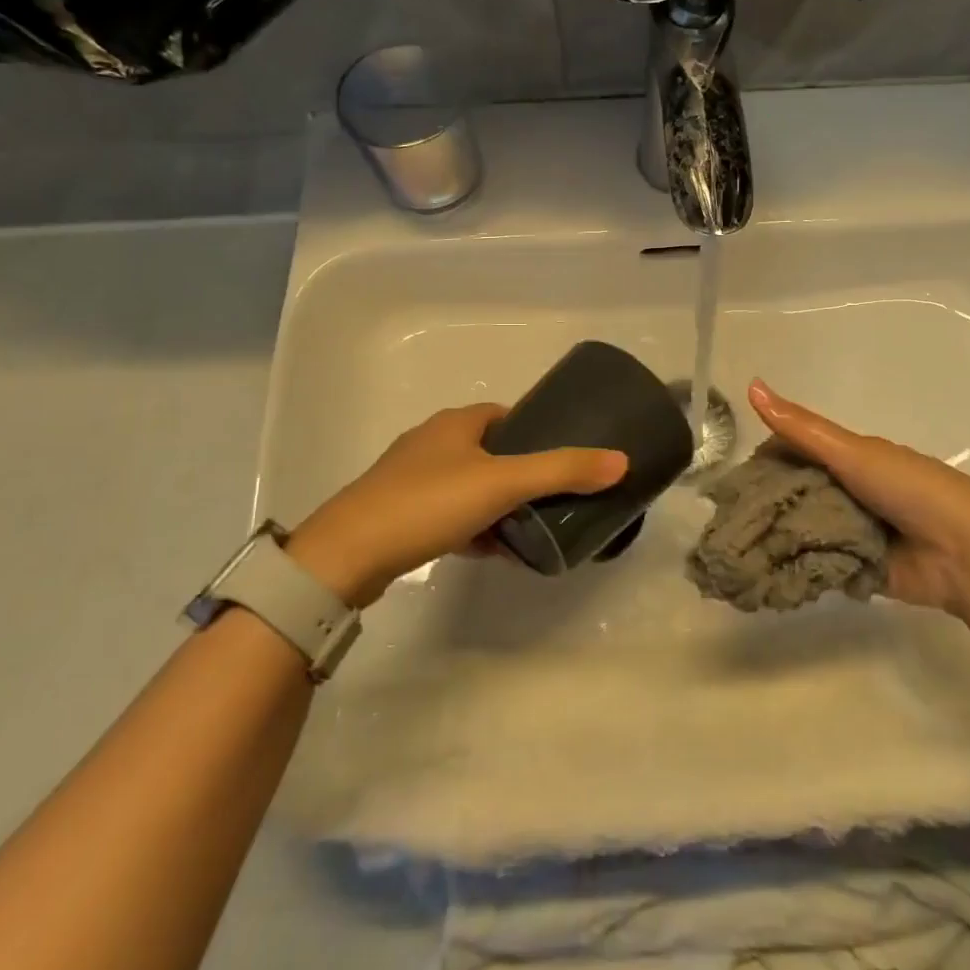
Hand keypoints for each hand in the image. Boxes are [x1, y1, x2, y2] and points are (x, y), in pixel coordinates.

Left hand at [284, 405, 626, 606]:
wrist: (348, 554)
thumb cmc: (430, 502)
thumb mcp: (504, 483)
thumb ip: (562, 470)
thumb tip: (621, 460)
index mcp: (455, 423)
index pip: (505, 415)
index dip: (535, 432)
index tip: (562, 460)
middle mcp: (432, 443)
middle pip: (490, 453)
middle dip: (520, 475)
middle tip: (551, 501)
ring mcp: (410, 480)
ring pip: (469, 487)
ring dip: (498, 506)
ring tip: (528, 531)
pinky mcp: (398, 515)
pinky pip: (448, 515)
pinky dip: (473, 528)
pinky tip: (490, 552)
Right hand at [748, 379, 969, 617]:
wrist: (965, 554)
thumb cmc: (909, 489)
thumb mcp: (852, 451)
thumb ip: (801, 428)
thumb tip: (752, 385)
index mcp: (850, 458)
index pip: (795, 452)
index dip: (765, 460)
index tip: (734, 477)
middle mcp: (848, 491)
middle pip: (796, 492)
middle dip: (766, 503)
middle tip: (727, 518)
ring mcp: (852, 531)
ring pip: (803, 528)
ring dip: (777, 537)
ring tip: (735, 548)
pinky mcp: (855, 568)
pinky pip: (816, 563)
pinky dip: (794, 565)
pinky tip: (761, 570)